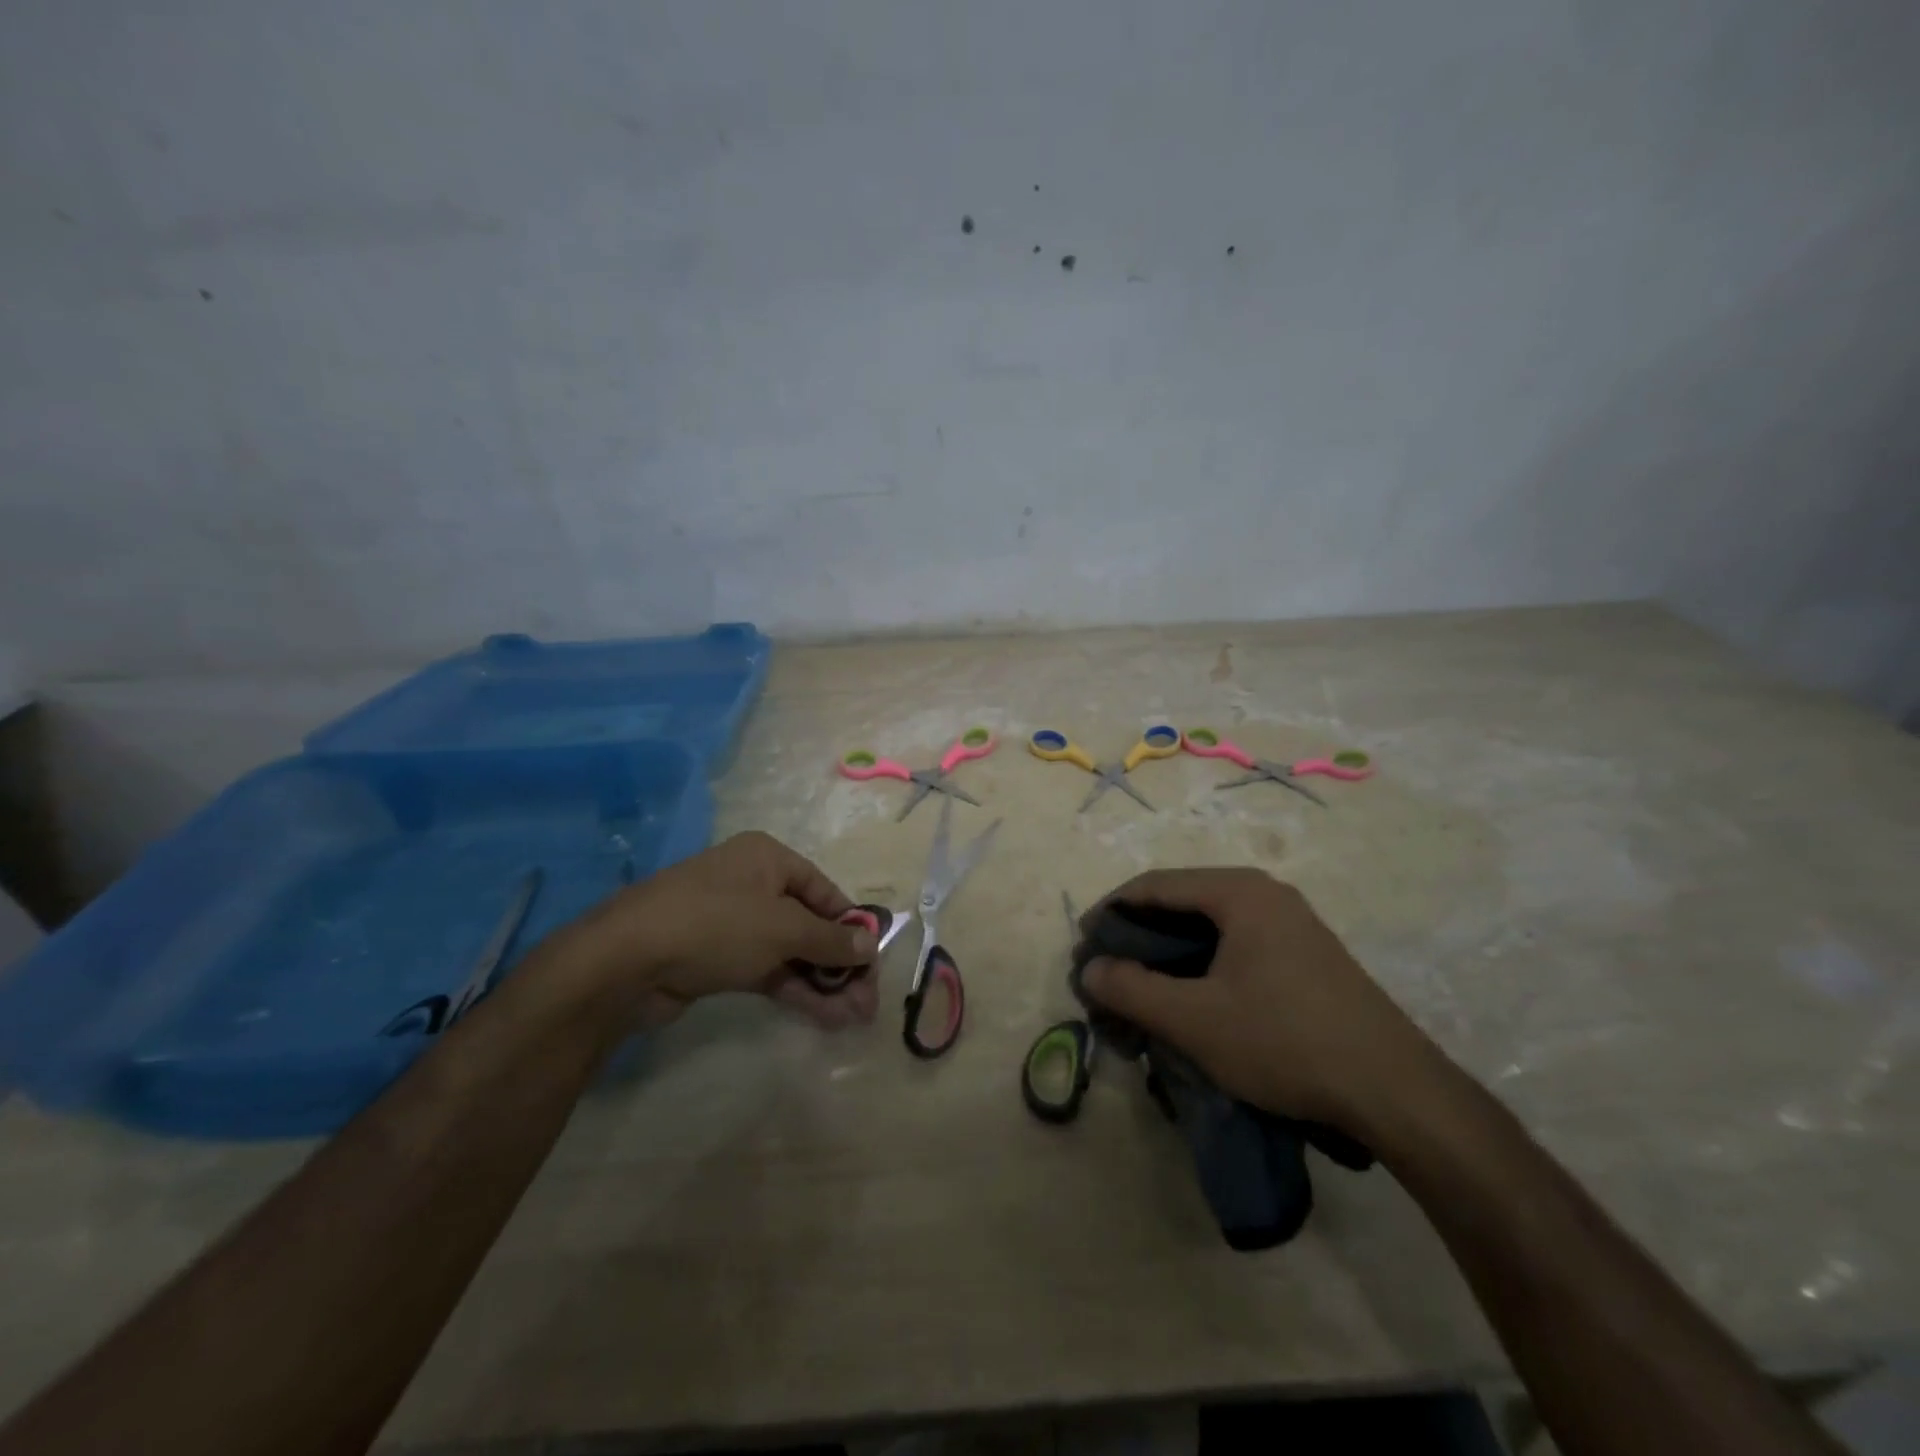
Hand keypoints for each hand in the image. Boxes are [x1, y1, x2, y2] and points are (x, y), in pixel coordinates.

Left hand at [549, 832, 880, 1032]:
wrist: (625, 961)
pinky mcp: (717, 959)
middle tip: (866, 1001)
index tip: (873, 963)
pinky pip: (767, 971)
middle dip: (839, 963)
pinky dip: (795, 990)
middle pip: (809, 924)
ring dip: (822, 982)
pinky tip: (824, 1016)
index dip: (851, 927)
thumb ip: (830, 940)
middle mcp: (752, 884)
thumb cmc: (716, 924)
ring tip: (854, 1017)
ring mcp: (732, 924)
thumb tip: (871, 945)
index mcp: (768, 859)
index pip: (825, 891)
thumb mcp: (782, 928)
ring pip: (790, 952)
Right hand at [1079, 868, 1432, 1131]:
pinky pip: (1236, 947)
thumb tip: (1089, 969)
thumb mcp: (1194, 1020)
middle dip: (1139, 937)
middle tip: (1110, 973)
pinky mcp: (1307, 957)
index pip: (1154, 885)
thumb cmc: (1285, 1041)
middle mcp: (1266, 895)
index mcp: (1239, 892)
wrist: (1396, 1092)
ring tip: (1144, 992)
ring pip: (1209, 928)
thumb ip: (1132, 990)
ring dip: (1169, 956)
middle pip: (1182, 903)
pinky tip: (1193, 1002)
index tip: (1082, 945)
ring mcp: (1292, 925)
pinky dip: (1202, 968)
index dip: (1110, 912)